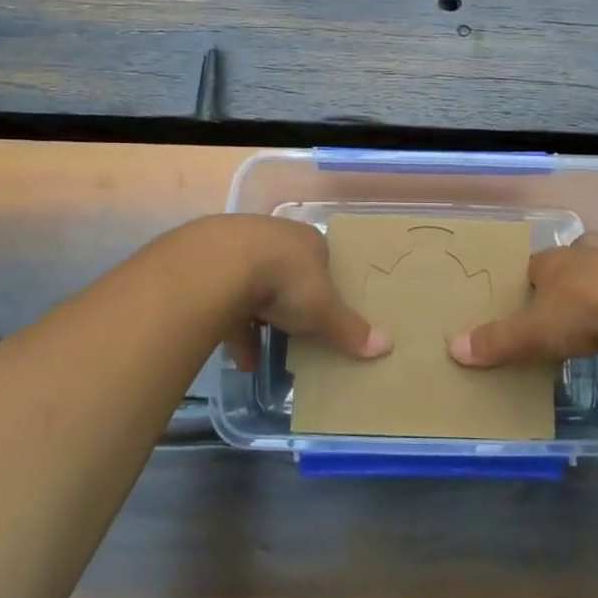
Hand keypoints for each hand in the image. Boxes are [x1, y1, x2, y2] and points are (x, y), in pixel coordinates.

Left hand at [208, 215, 392, 371]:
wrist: (221, 264)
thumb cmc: (286, 280)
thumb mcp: (324, 310)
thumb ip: (350, 329)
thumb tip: (388, 346)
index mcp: (308, 241)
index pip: (322, 260)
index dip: (325, 285)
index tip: (325, 312)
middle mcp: (275, 237)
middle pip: (287, 271)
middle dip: (289, 303)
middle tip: (295, 331)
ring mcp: (239, 247)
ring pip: (253, 286)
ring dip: (259, 321)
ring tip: (264, 357)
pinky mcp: (209, 266)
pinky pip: (226, 301)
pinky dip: (234, 329)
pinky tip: (240, 360)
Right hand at [448, 235, 597, 367]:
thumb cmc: (581, 314)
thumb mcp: (533, 333)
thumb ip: (497, 341)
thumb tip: (453, 348)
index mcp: (553, 261)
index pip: (534, 265)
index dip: (529, 281)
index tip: (526, 299)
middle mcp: (586, 254)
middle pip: (574, 255)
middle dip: (570, 270)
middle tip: (566, 295)